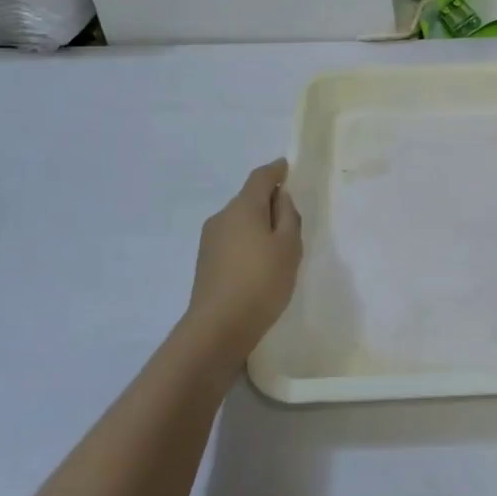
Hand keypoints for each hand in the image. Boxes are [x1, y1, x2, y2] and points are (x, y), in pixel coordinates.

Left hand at [185, 159, 302, 361]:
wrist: (218, 327)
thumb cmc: (261, 282)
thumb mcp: (289, 247)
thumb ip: (288, 216)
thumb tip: (280, 197)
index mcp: (243, 207)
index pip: (260, 177)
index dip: (276, 170)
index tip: (287, 167)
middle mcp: (222, 217)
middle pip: (248, 199)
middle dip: (269, 202)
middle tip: (291, 219)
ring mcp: (209, 240)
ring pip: (239, 221)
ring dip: (257, 224)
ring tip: (277, 248)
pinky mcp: (205, 262)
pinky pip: (232, 239)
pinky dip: (247, 242)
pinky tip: (258, 264)